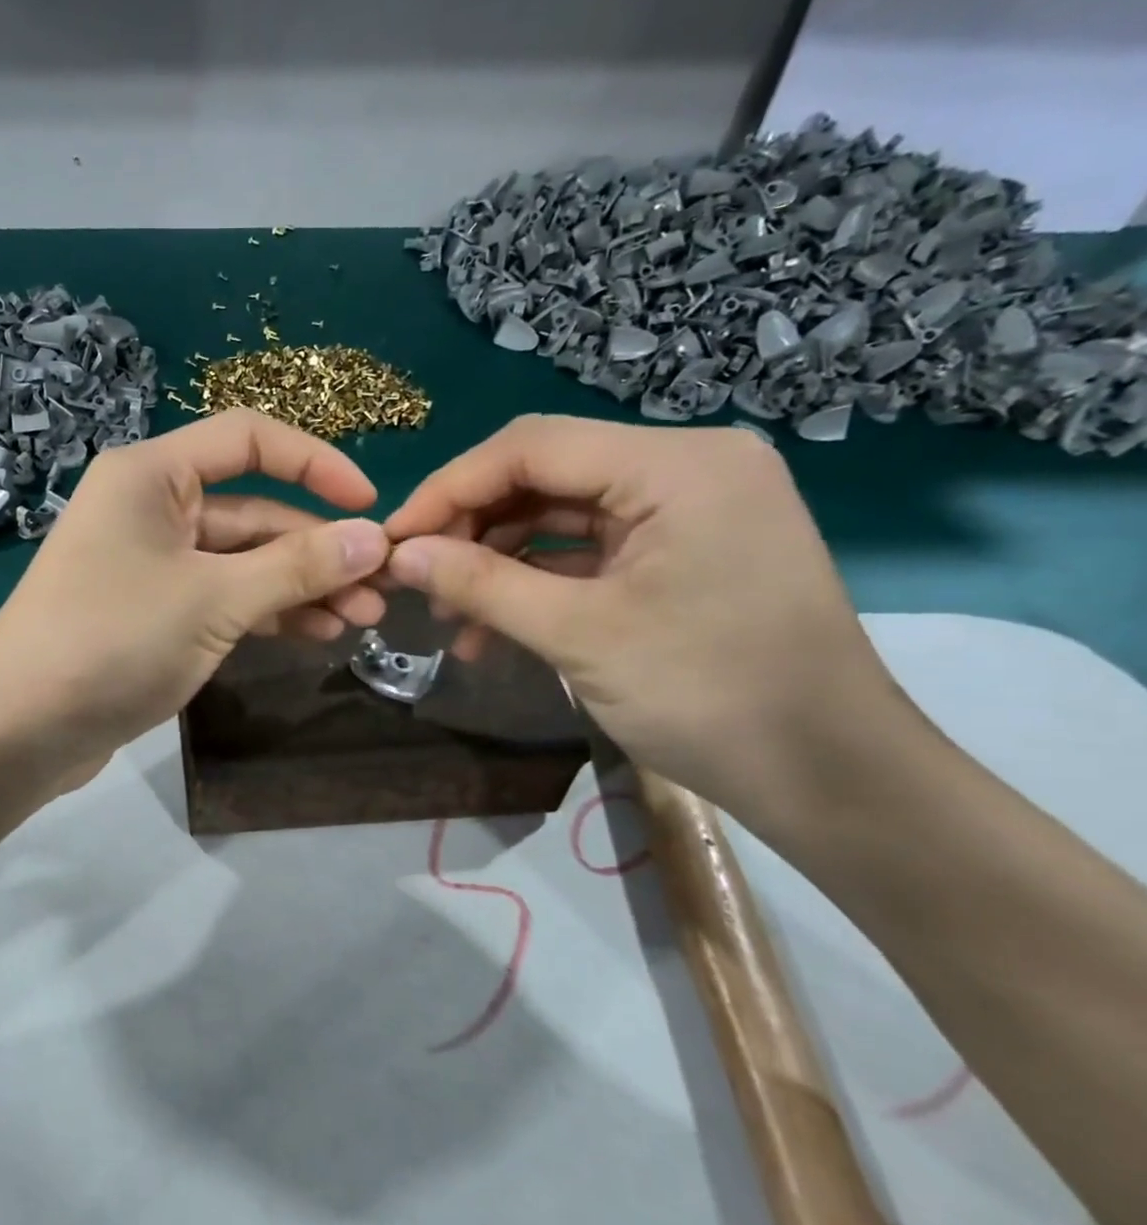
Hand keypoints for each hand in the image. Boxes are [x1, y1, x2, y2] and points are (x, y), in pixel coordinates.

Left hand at [0, 409, 390, 776]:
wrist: (19, 727)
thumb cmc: (114, 640)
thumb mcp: (215, 599)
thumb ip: (297, 567)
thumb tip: (374, 540)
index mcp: (152, 475)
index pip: (250, 440)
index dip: (317, 464)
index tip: (370, 507)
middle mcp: (150, 508)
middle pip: (252, 512)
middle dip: (317, 550)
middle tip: (381, 590)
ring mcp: (149, 564)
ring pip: (240, 562)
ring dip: (298, 587)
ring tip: (360, 620)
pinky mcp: (150, 613)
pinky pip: (219, 598)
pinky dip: (264, 613)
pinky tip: (314, 635)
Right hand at [383, 415, 905, 814]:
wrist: (830, 778)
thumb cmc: (712, 696)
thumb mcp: (580, 636)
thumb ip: (482, 585)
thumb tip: (401, 555)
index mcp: (677, 465)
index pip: (532, 447)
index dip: (449, 489)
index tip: (393, 540)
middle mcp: (686, 468)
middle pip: (544, 476)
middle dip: (471, 529)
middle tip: (416, 582)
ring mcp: (688, 511)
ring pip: (560, 515)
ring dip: (497, 562)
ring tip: (448, 617)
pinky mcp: (683, 552)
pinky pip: (588, 551)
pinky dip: (536, 583)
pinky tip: (492, 629)